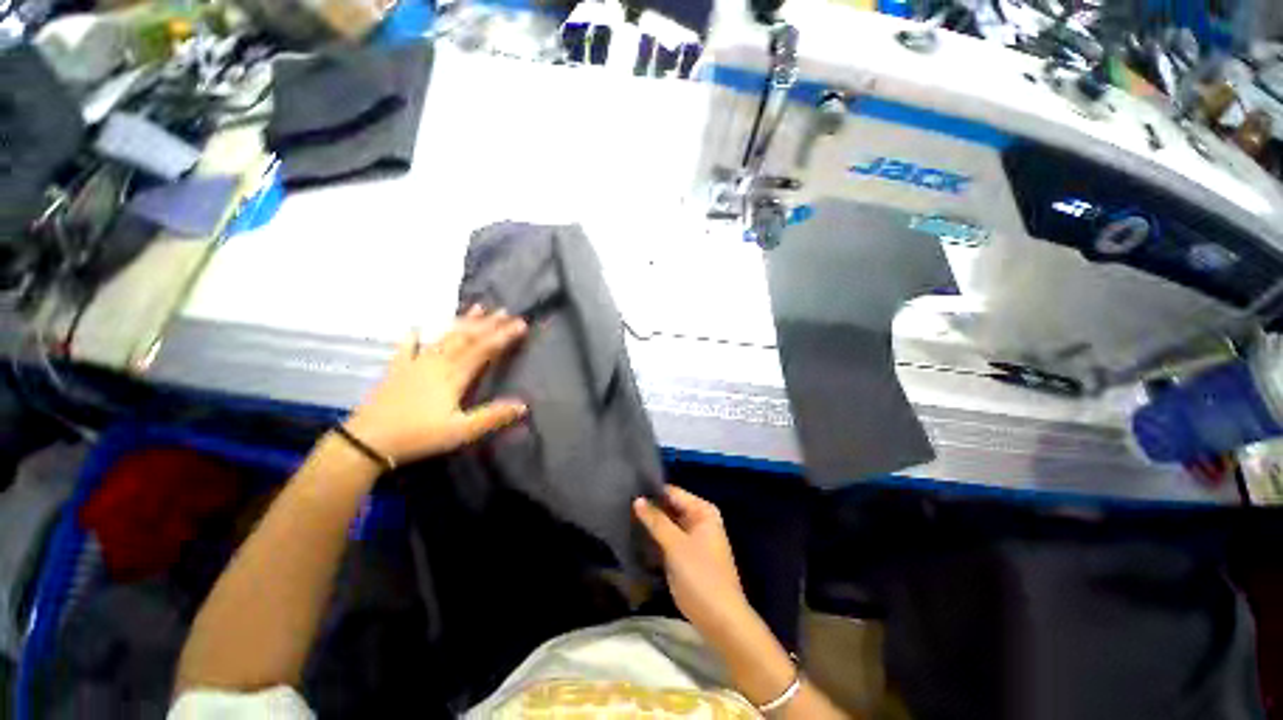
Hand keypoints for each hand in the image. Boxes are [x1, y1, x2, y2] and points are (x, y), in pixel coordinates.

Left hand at [344, 306, 527, 464]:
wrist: (368, 441)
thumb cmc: (419, 436)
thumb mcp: (461, 431)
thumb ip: (492, 416)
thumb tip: (523, 405)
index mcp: (453, 375)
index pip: (484, 349)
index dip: (503, 336)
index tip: (521, 324)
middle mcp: (437, 363)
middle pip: (466, 338)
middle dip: (488, 324)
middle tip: (505, 311)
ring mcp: (415, 364)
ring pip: (443, 337)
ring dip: (462, 322)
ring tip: (477, 308)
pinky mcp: (397, 371)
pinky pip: (407, 348)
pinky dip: (413, 337)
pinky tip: (414, 327)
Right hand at [634, 487, 752, 639]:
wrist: (720, 620)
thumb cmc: (701, 575)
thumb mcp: (676, 545)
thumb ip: (656, 521)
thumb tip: (638, 499)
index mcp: (702, 510)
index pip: (672, 492)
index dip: (651, 492)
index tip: (627, 491)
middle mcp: (699, 519)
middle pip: (670, 507)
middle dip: (650, 509)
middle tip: (621, 506)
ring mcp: (694, 538)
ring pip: (668, 524)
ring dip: (651, 525)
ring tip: (624, 518)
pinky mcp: (688, 555)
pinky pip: (669, 539)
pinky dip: (656, 539)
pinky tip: (636, 537)